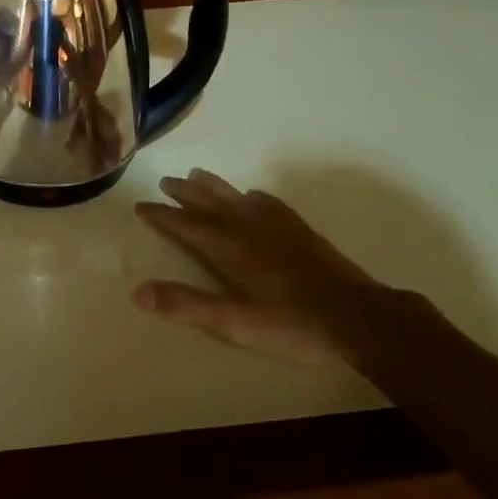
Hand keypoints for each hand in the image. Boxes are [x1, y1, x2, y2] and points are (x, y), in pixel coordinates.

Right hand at [133, 170, 390, 364]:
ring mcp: (277, 227)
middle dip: (185, 193)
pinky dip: (252, 196)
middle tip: (165, 181)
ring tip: (198, 174)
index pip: (186, 225)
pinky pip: (269, 204)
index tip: (141, 205)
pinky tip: (253, 196)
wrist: (360, 318)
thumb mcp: (234, 322)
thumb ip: (186, 305)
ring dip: (213, 186)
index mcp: (228, 248)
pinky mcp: (301, 232)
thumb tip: (138, 292)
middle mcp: (247, 229)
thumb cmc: (292, 324)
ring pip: (236, 198)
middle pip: (209, 203)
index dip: (162, 215)